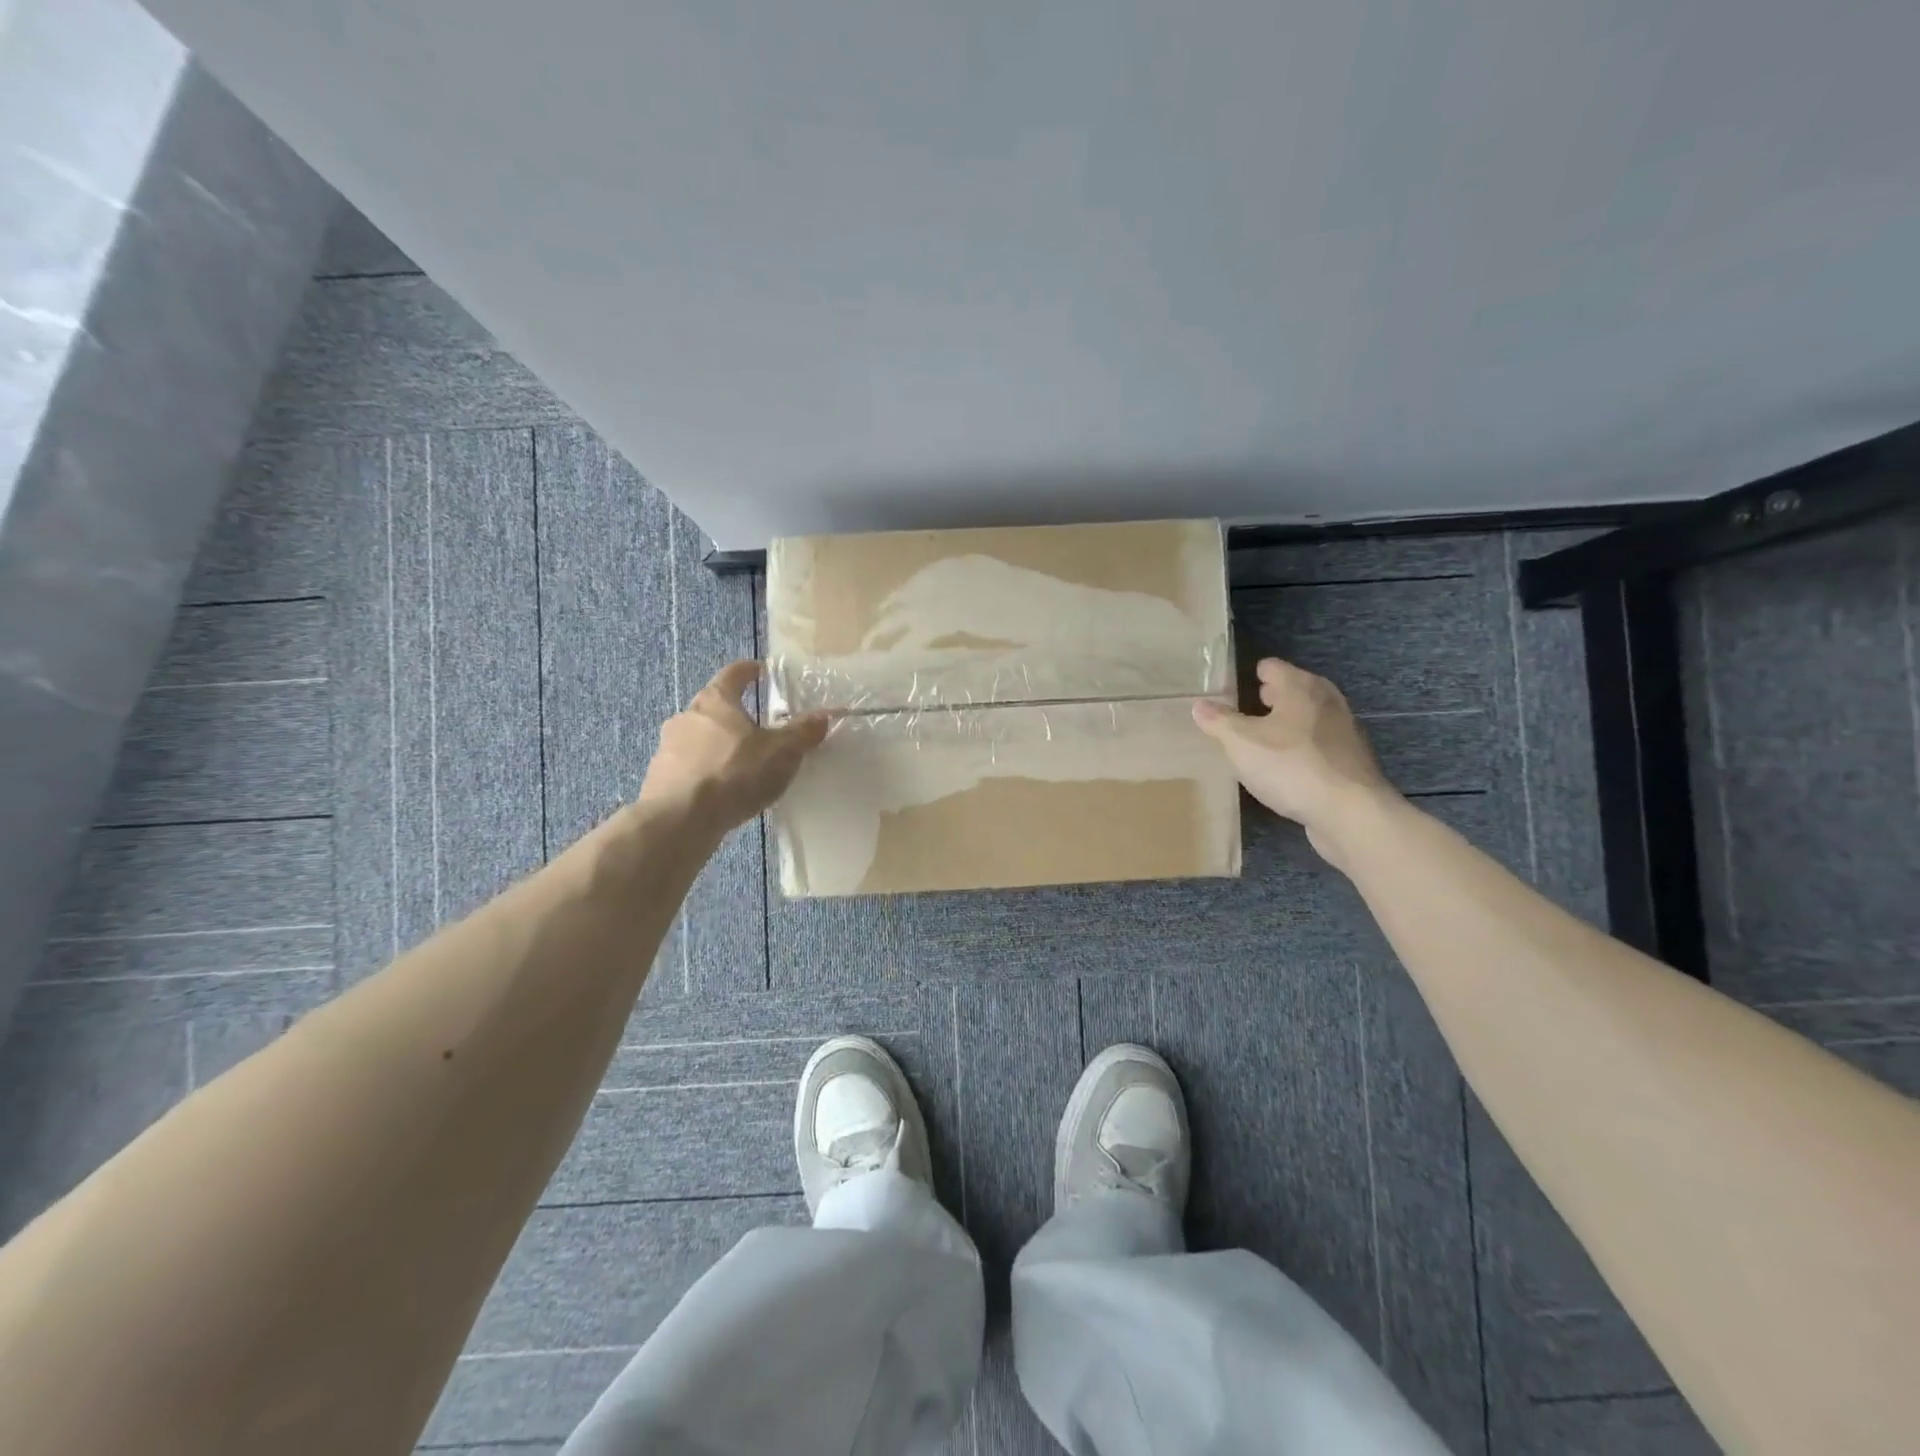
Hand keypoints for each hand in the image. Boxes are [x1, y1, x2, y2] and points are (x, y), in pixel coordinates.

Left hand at [639, 661, 829, 834]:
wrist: (679, 820)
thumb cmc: (734, 774)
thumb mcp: (781, 753)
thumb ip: (803, 733)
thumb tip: (824, 715)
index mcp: (716, 701)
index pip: (733, 674)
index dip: (749, 670)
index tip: (761, 670)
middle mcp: (687, 716)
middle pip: (714, 707)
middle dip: (736, 714)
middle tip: (759, 727)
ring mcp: (668, 747)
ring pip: (699, 738)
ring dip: (719, 745)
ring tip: (742, 763)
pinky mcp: (660, 777)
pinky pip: (689, 767)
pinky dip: (706, 772)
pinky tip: (722, 790)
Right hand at [1193, 657, 1396, 862]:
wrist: (1350, 812)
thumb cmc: (1291, 766)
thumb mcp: (1241, 743)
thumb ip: (1219, 721)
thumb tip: (1199, 704)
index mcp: (1300, 687)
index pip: (1272, 667)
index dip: (1250, 675)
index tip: (1231, 689)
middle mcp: (1326, 700)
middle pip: (1294, 689)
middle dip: (1270, 698)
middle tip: (1244, 712)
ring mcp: (1344, 730)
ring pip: (1308, 717)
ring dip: (1287, 724)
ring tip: (1261, 741)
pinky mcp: (1350, 760)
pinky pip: (1319, 744)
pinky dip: (1302, 748)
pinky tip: (1286, 768)